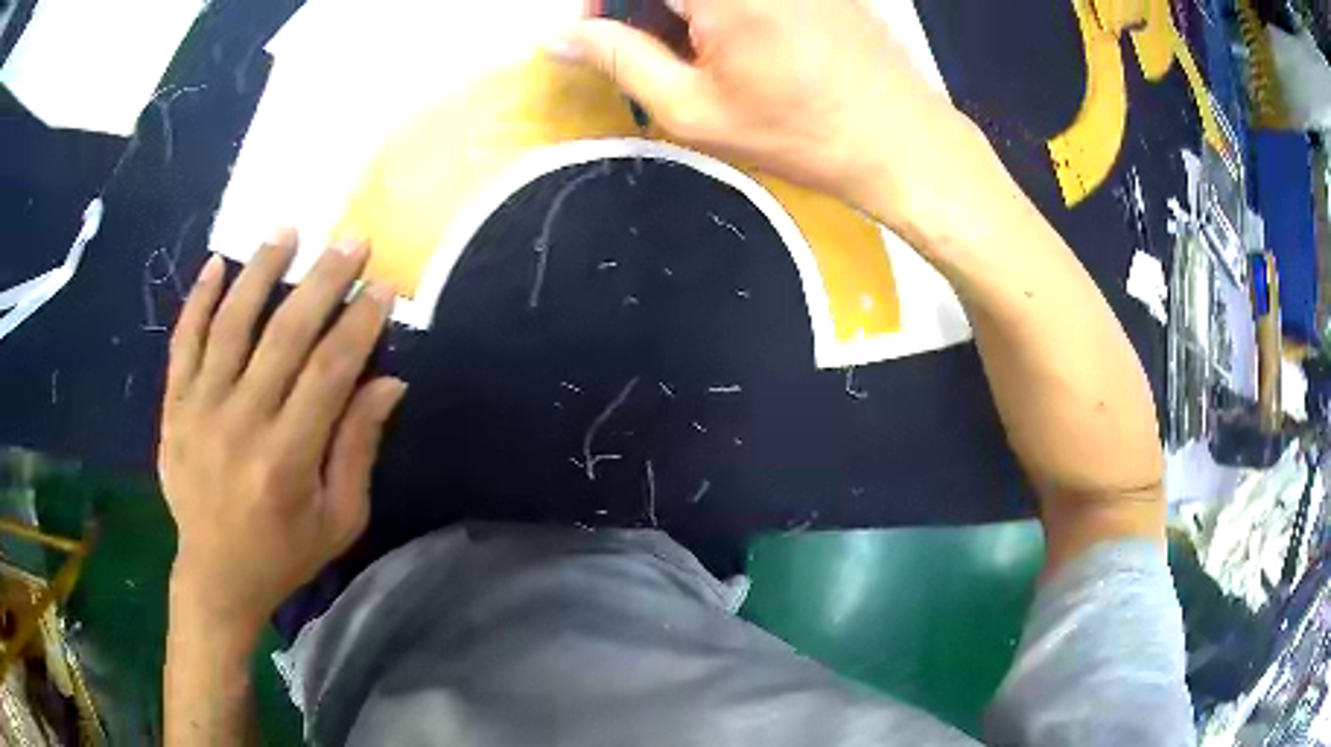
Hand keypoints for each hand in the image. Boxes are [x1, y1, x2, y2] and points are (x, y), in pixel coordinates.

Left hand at [159, 230, 404, 638]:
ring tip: (287, 231)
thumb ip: (358, 449)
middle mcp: (241, 424)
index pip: (329, 372)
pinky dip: (199, 300)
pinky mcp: (174, 408)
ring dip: (260, 271)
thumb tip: (388, 382)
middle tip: (350, 241)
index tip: (381, 285)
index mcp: (287, 459)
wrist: (215, 576)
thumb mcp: (338, 519)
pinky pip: (183, 342)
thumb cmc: (283, 553)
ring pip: (231, 324)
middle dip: (323, 281)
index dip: (359, 324)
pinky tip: (218, 264)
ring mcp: (200, 411)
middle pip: (285, 335)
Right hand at [554, 0, 986, 231]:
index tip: (600, 37)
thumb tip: (556, 38)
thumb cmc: (798, 131)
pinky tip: (734, 38)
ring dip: (680, 9)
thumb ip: (617, 58)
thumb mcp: (692, 107)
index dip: (604, 6)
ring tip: (694, 51)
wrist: (900, 138)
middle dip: (644, 7)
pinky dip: (719, 9)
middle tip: (646, 48)